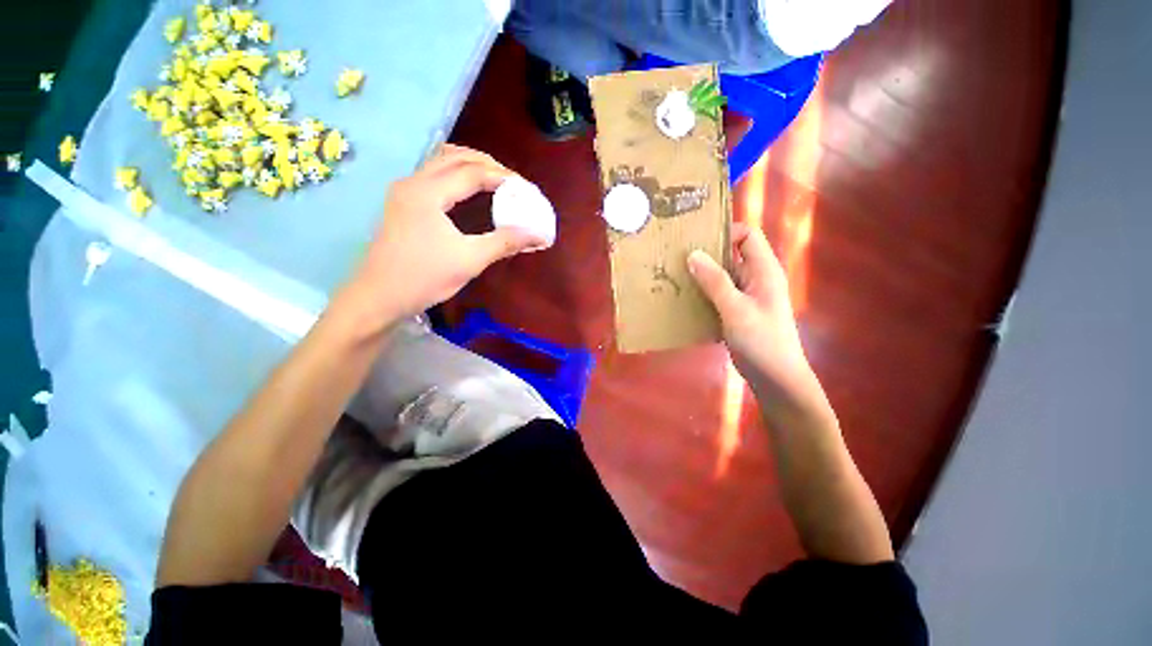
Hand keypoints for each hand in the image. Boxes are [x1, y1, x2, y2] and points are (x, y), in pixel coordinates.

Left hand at [350, 145, 545, 323]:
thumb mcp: (470, 260)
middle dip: (488, 164)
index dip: (503, 177)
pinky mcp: (402, 203)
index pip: (472, 172)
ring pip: (441, 162)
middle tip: (514, 182)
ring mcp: (404, 191)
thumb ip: (505, 242)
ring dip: (470, 165)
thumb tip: (538, 235)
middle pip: (455, 157)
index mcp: (428, 193)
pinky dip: (456, 174)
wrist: (378, 297)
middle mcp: (413, 182)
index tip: (526, 189)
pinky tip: (468, 190)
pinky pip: (433, 175)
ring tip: (495, 180)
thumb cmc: (424, 278)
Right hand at [688, 224, 823, 416]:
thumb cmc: (761, 340)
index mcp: (764, 270)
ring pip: (722, 277)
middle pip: (731, 255)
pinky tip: (684, 299)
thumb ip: (715, 281)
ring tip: (675, 277)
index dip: (725, 233)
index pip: (748, 236)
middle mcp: (756, 278)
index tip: (697, 240)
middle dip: (706, 255)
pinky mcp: (737, 311)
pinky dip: (703, 293)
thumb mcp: (736, 308)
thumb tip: (693, 254)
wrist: (775, 377)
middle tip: (677, 258)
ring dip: (701, 276)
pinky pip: (718, 295)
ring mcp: (746, 296)